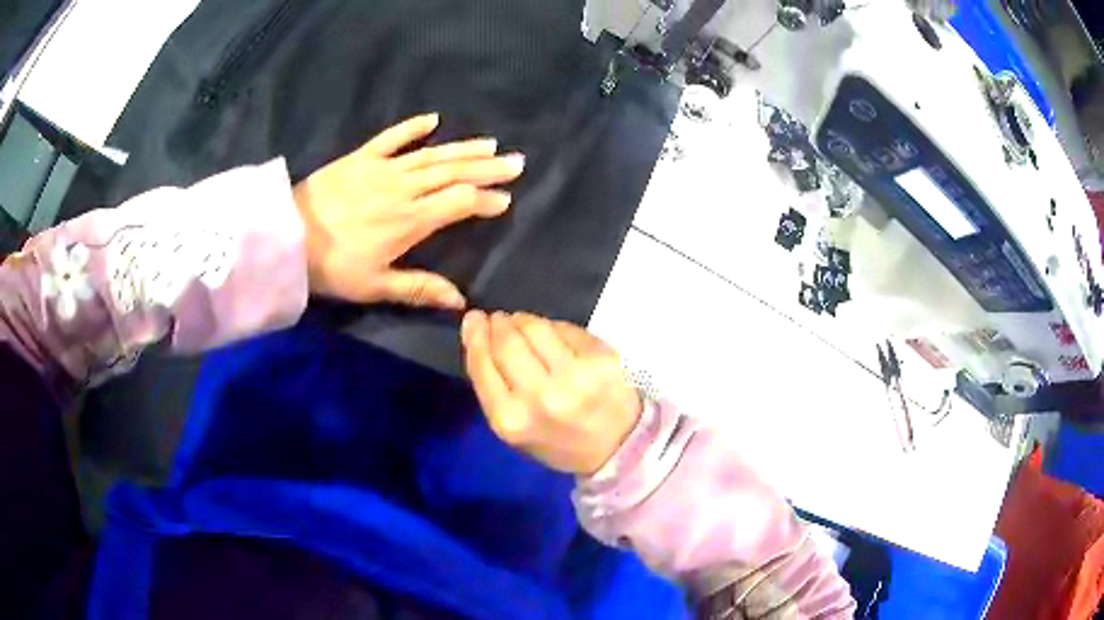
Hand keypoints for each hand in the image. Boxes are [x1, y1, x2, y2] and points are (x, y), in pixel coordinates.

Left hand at [293, 113, 524, 307]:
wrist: (287, 237)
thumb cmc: (332, 267)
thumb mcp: (375, 286)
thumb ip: (419, 289)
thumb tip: (461, 302)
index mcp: (410, 220)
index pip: (459, 204)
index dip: (485, 201)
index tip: (506, 199)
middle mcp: (404, 188)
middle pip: (453, 173)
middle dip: (487, 168)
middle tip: (516, 161)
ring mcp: (382, 168)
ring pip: (432, 154)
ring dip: (463, 148)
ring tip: (491, 143)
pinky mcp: (361, 157)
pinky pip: (391, 137)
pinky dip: (412, 127)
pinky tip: (433, 119)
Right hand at [461, 311, 642, 475]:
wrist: (617, 448)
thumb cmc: (558, 441)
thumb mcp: (514, 428)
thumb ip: (491, 386)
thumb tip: (477, 333)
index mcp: (511, 419)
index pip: (481, 364)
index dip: (475, 336)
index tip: (474, 319)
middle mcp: (541, 396)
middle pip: (507, 341)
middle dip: (499, 324)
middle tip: (500, 319)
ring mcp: (575, 375)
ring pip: (537, 327)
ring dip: (525, 320)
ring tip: (524, 324)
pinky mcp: (602, 359)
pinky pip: (567, 329)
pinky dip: (556, 327)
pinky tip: (555, 335)